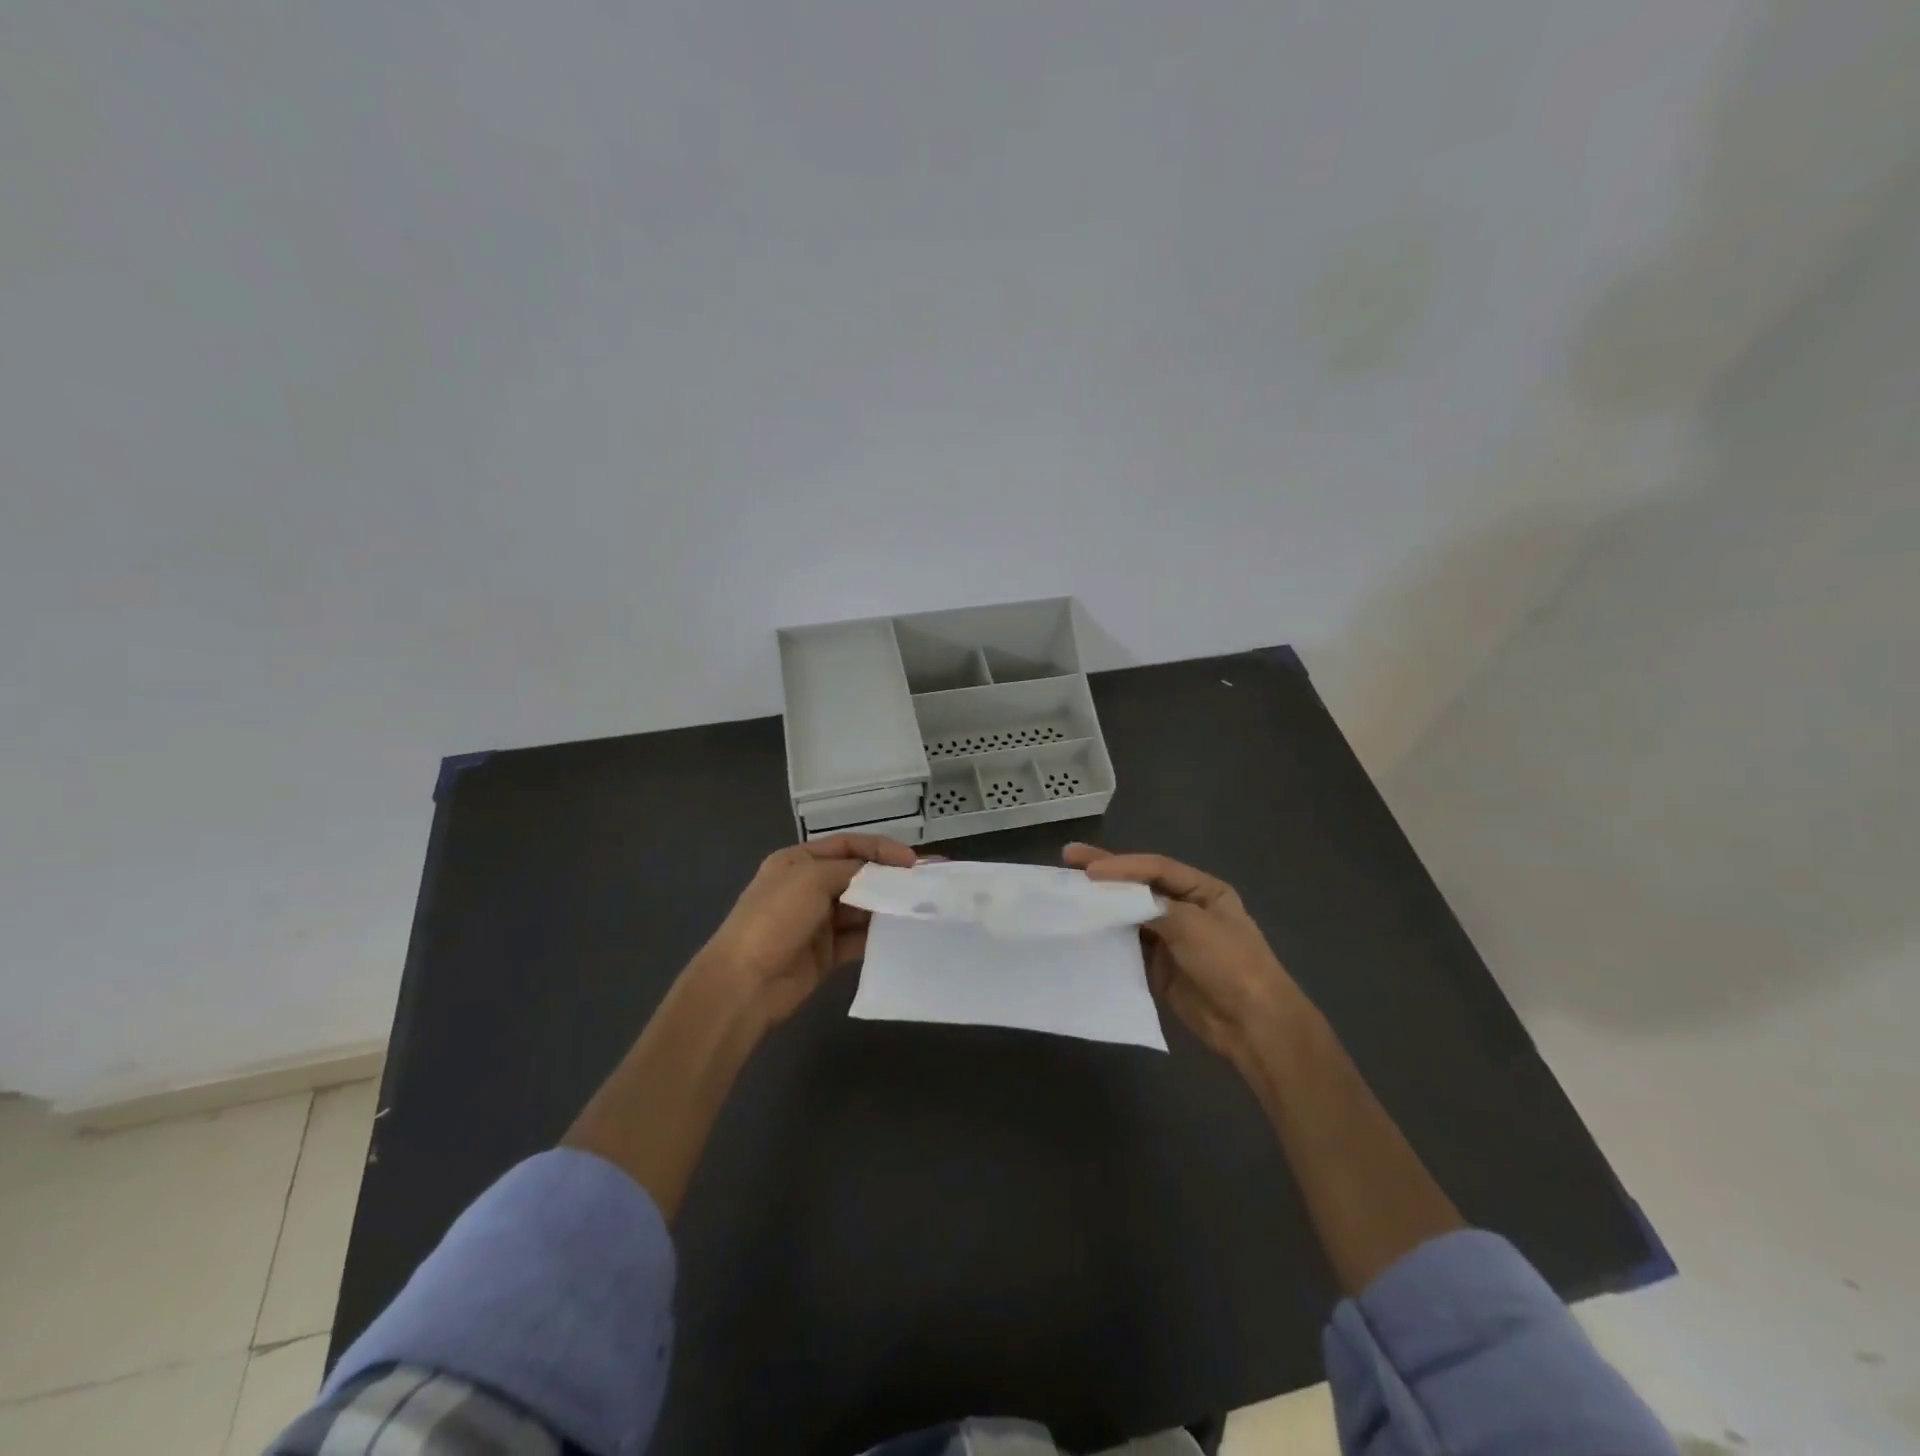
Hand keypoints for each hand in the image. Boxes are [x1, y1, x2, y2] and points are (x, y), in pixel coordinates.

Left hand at [702, 833, 918, 1023]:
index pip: (848, 845)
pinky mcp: (827, 953)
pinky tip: (903, 934)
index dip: (881, 849)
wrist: (745, 983)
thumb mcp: (812, 879)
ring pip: (862, 907)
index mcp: (798, 861)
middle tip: (926, 884)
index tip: (912, 861)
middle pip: (858, 876)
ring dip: (888, 907)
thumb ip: (852, 870)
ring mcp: (818, 921)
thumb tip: (883, 873)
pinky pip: (859, 938)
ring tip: (921, 908)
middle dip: (890, 878)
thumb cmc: (775, 919)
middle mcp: (809, 887)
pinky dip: (879, 935)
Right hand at [1063, 843, 1308, 1070]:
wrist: (1252, 1024)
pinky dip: (1108, 935)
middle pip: (1140, 885)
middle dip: (1106, 873)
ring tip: (1068, 891)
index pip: (1155, 868)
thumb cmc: (1229, 964)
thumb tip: (1117, 898)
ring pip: (1130, 913)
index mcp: (1203, 890)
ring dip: (1103, 903)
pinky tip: (1084, 928)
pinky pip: (1129, 944)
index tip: (1087, 869)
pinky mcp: (1159, 966)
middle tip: (1068, 858)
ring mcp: (1171, 938)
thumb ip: (1152, 906)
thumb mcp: (1193, 924)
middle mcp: (1186, 908)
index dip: (1121, 865)